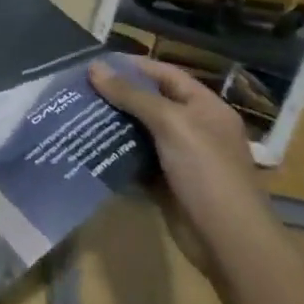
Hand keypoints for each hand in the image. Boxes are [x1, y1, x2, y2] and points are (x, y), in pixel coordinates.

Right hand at [88, 58, 272, 277]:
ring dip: (111, 123)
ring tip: (76, 112)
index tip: (94, 63)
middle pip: (150, 101)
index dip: (132, 65)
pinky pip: (135, 159)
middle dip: (116, 94)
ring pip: (139, 131)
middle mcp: (193, 127)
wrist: (227, 240)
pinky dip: (114, 152)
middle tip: (77, 89)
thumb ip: (132, 95)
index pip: (165, 74)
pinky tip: (88, 144)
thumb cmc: (206, 172)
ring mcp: (179, 156)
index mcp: (204, 107)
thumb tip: (94, 68)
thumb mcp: (171, 125)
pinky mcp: (164, 181)